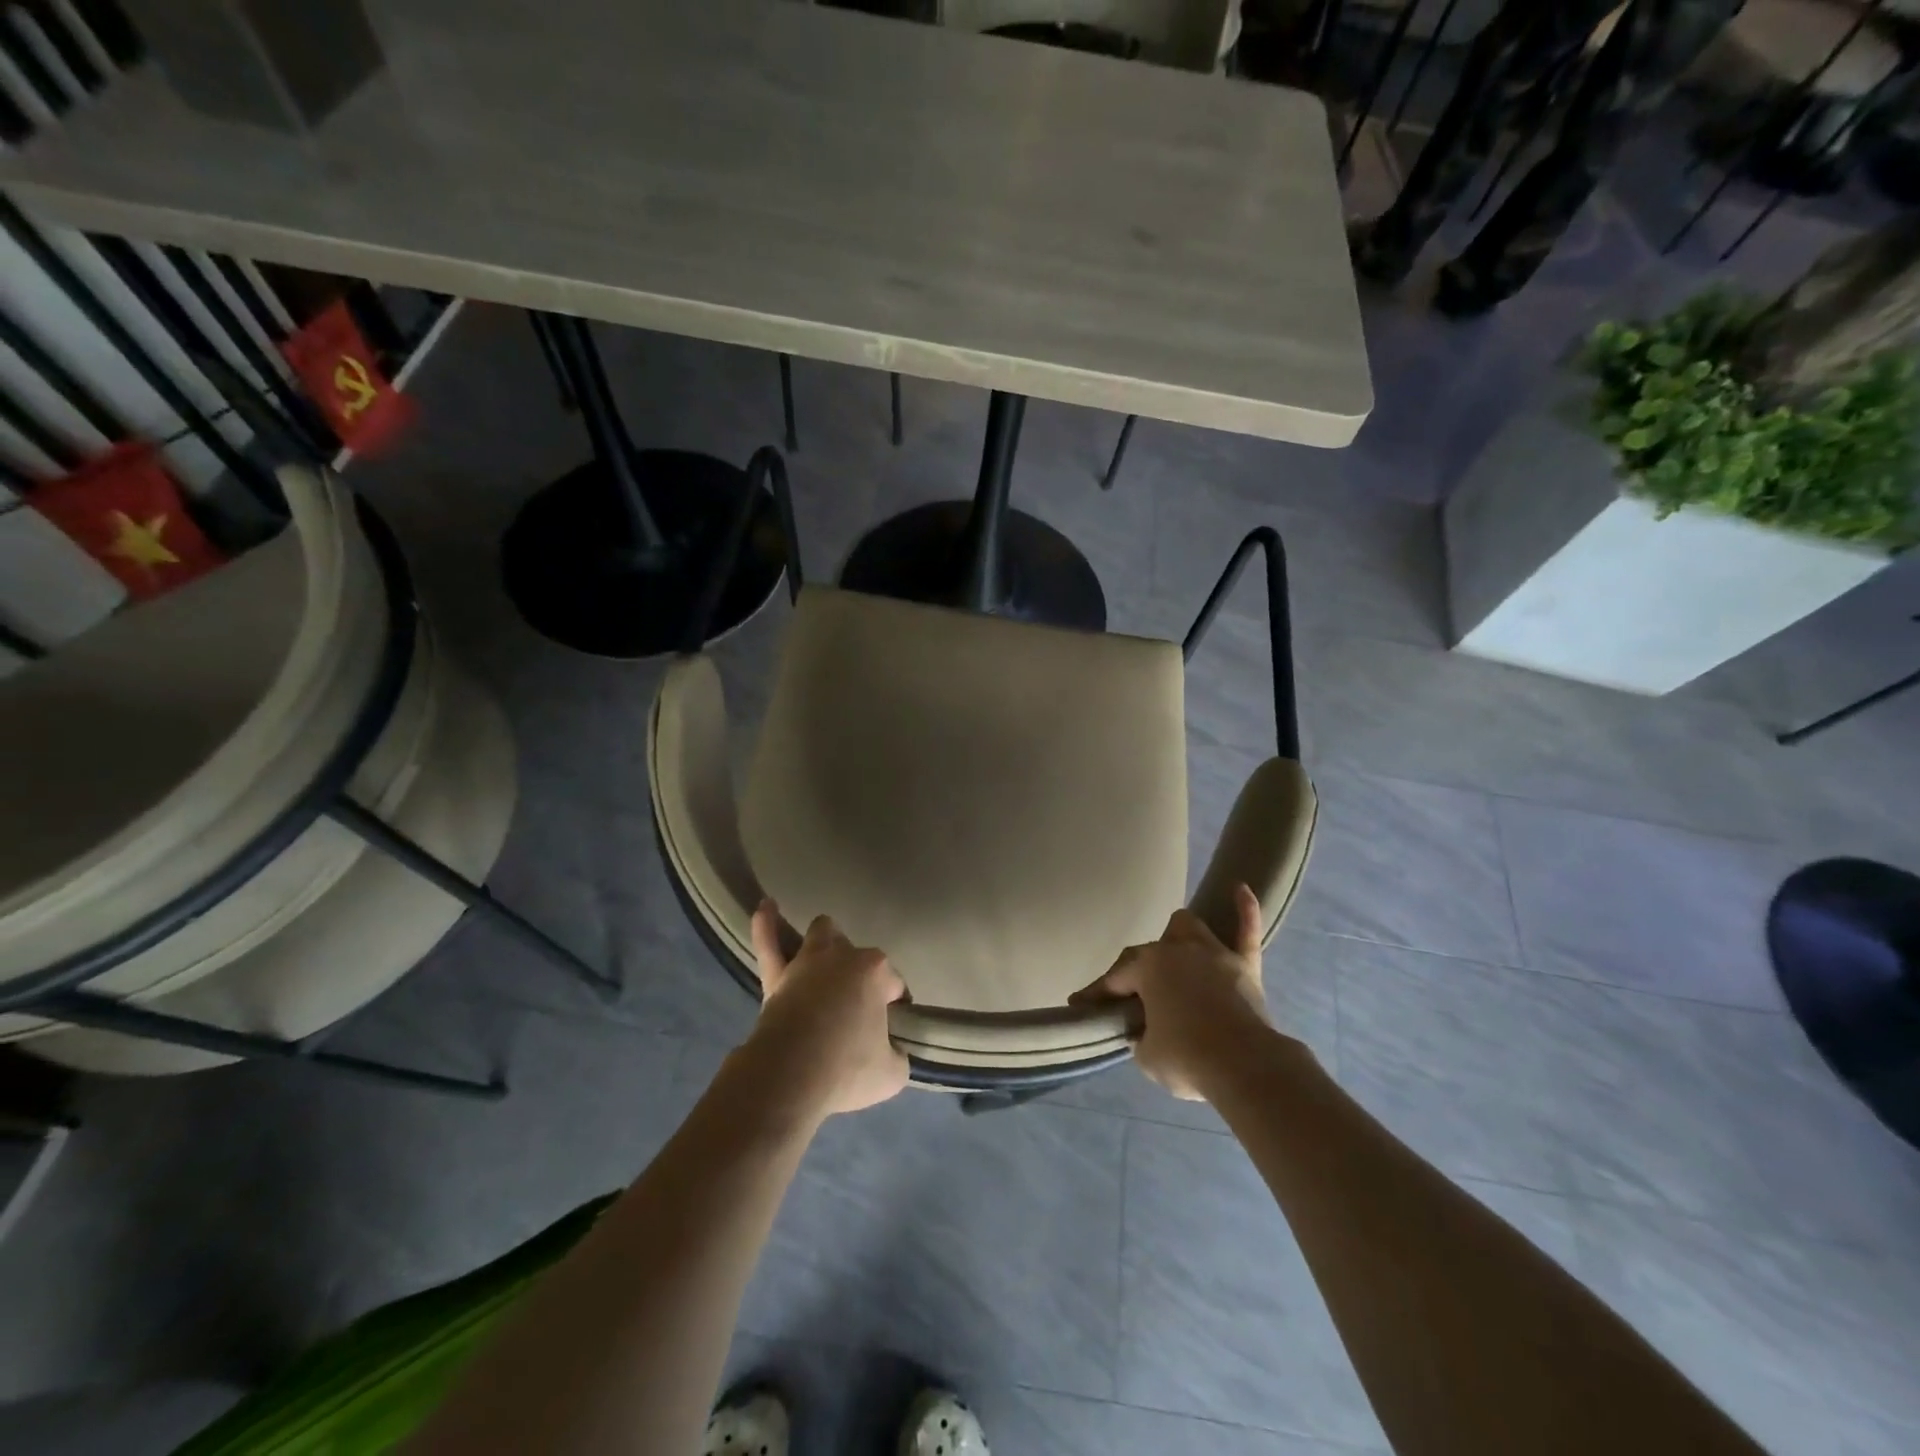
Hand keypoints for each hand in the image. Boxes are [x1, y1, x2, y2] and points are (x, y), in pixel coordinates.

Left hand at [738, 900, 910, 1121]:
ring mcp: (807, 962)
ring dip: (826, 941)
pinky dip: (766, 924)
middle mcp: (843, 957)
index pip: (895, 984)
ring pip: (820, 934)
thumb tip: (890, 1053)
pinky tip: (765, 906)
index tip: (891, 1029)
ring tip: (827, 951)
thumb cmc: (847, 1070)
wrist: (790, 1077)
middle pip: (858, 955)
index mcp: (876, 972)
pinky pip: (768, 943)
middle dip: (860, 974)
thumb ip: (895, 1056)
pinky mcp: (776, 976)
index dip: (895, 1006)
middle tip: (856, 1008)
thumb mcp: (892, 1074)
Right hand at [1072, 884, 1279, 1100]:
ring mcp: (1214, 954)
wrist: (1247, 1067)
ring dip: (1178, 939)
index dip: (1095, 995)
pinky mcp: (1246, 965)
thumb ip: (1142, 1035)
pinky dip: (1244, 910)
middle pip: (1149, 953)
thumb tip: (1147, 1031)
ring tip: (1174, 954)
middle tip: (1132, 998)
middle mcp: (1178, 950)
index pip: (1114, 979)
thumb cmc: (1187, 1058)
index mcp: (1148, 967)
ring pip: (1189, 928)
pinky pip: (1247, 930)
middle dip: (1138, 974)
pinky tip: (1240, 889)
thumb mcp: (1147, 1055)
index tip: (1079, 1004)